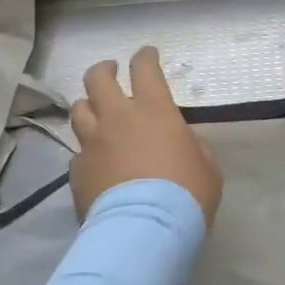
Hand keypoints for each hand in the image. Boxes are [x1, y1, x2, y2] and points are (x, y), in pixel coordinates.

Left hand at [69, 47, 222, 223]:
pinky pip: (78, 152)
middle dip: (104, 70)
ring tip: (96, 112)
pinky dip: (86, 151)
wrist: (144, 230)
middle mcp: (117, 118)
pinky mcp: (77, 171)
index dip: (145, 57)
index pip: (144, 69)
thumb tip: (181, 143)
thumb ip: (192, 146)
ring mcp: (92, 143)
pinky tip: (95, 161)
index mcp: (153, 110)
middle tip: (111, 72)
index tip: (146, 54)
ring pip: (79, 110)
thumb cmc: (186, 194)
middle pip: (97, 78)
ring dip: (89, 106)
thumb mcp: (206, 166)